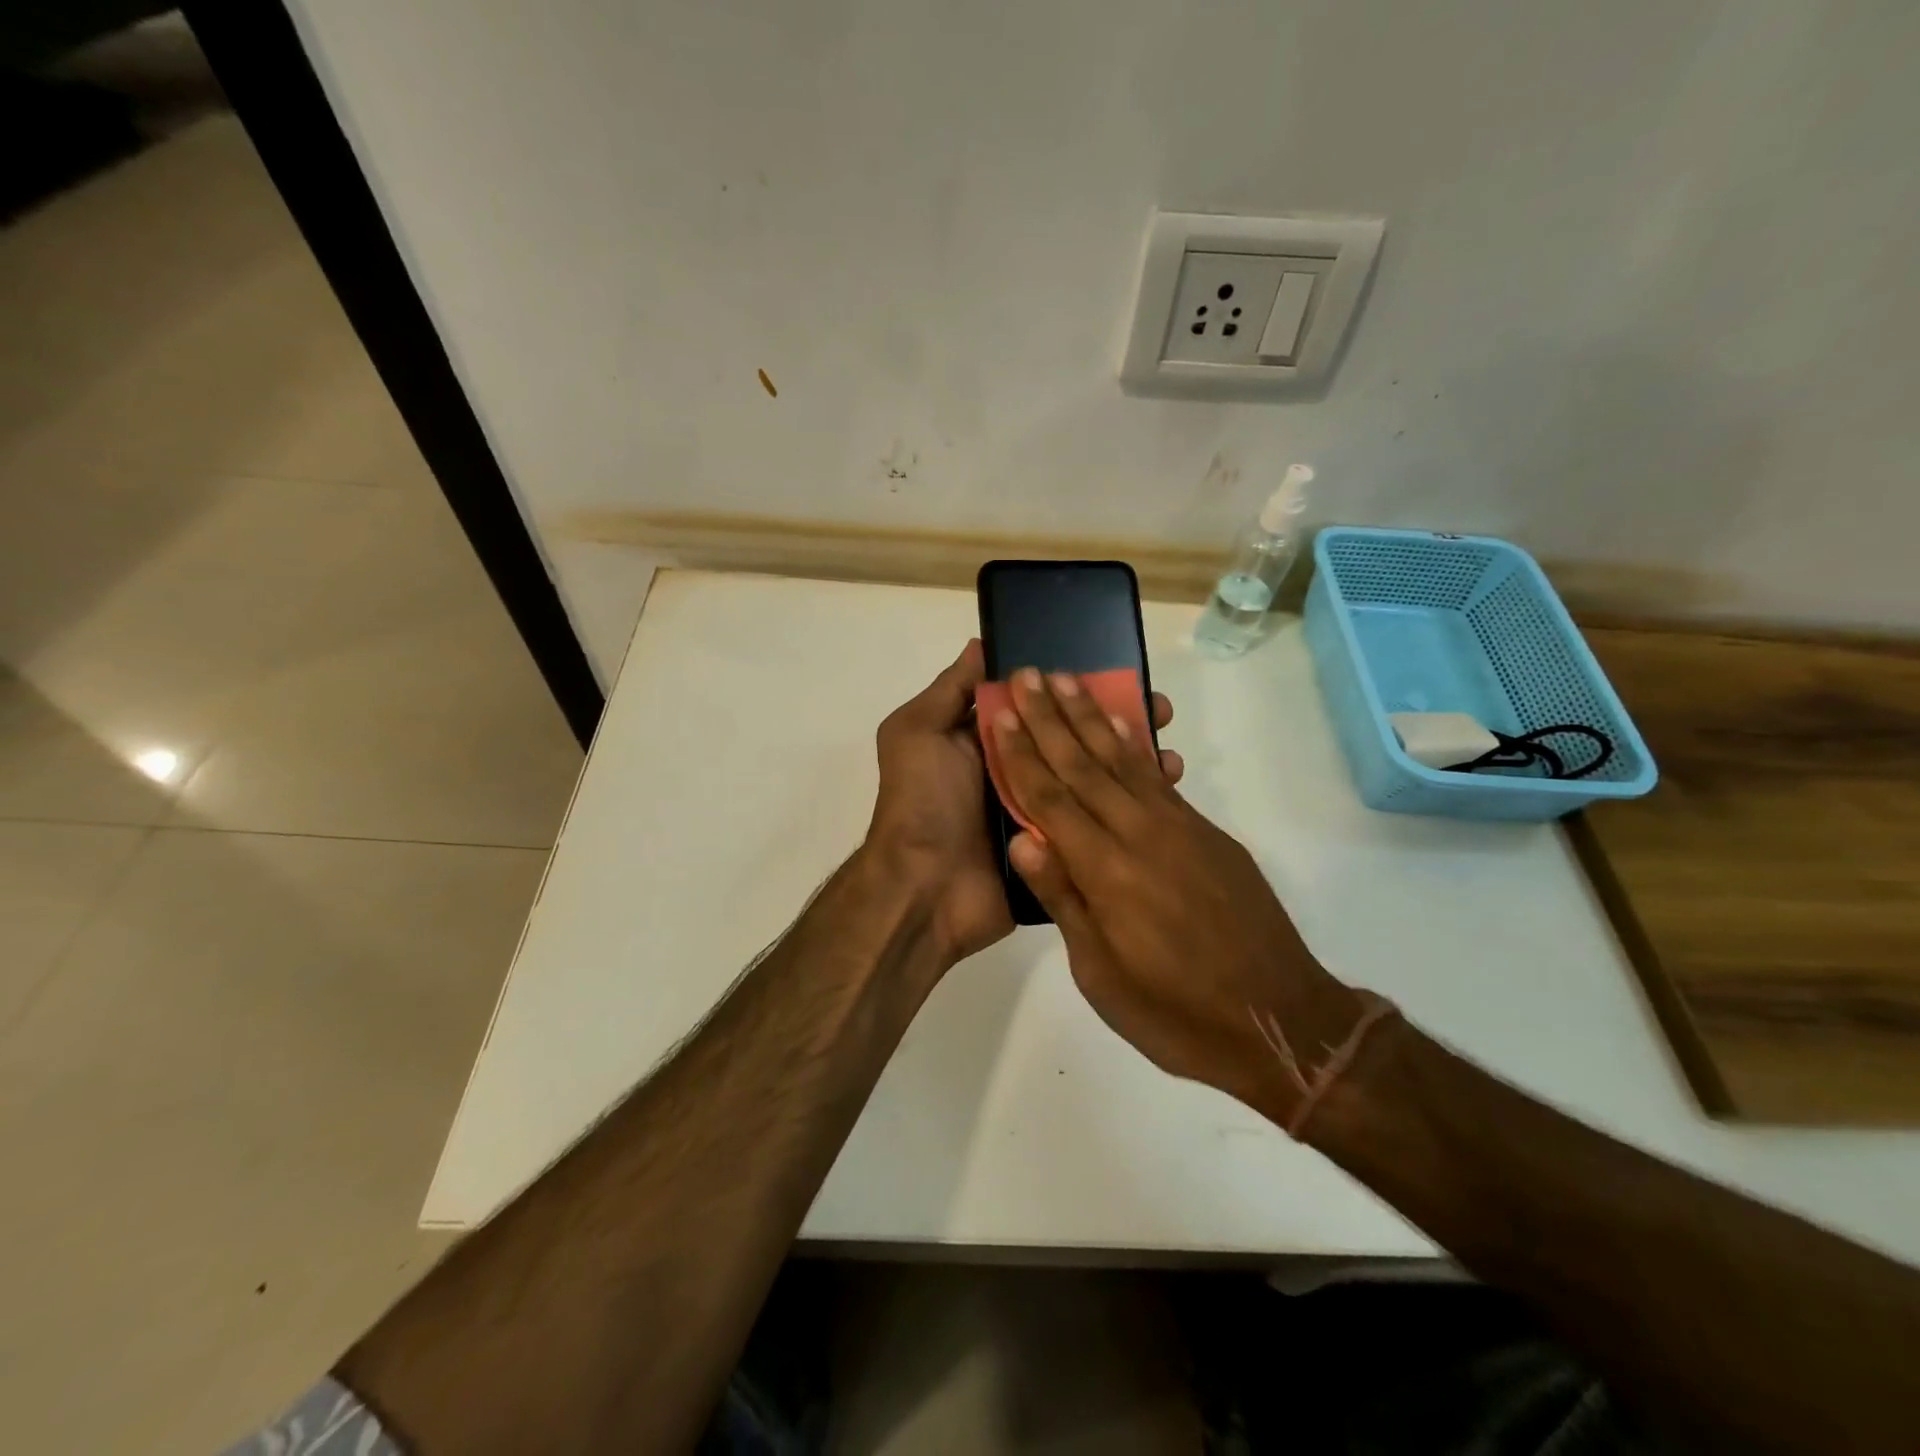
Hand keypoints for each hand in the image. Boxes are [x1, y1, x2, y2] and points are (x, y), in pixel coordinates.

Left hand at [866, 644, 1179, 968]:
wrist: (925, 890)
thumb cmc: (922, 801)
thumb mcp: (918, 733)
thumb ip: (950, 690)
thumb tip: (982, 644)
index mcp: (991, 742)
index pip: (1042, 705)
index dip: (1076, 687)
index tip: (1117, 670)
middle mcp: (1021, 771)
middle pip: (1075, 737)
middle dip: (1116, 720)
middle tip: (1159, 709)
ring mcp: (1043, 811)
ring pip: (1093, 777)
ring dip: (1131, 760)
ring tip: (1169, 750)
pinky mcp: (1062, 846)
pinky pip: (1098, 819)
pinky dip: (1130, 805)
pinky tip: (1165, 789)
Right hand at [986, 668, 1368, 1123]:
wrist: (1280, 1022)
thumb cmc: (1175, 1013)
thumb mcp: (1101, 974)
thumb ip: (1064, 899)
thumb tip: (1023, 837)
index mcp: (1105, 872)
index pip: (1051, 799)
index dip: (1022, 754)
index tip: (1001, 713)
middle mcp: (1140, 835)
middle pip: (1084, 765)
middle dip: (1050, 718)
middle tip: (1028, 674)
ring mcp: (1179, 829)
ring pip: (1123, 760)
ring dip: (1091, 717)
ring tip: (1068, 681)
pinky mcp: (1208, 834)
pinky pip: (1159, 779)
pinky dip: (1136, 746)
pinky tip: (1122, 725)